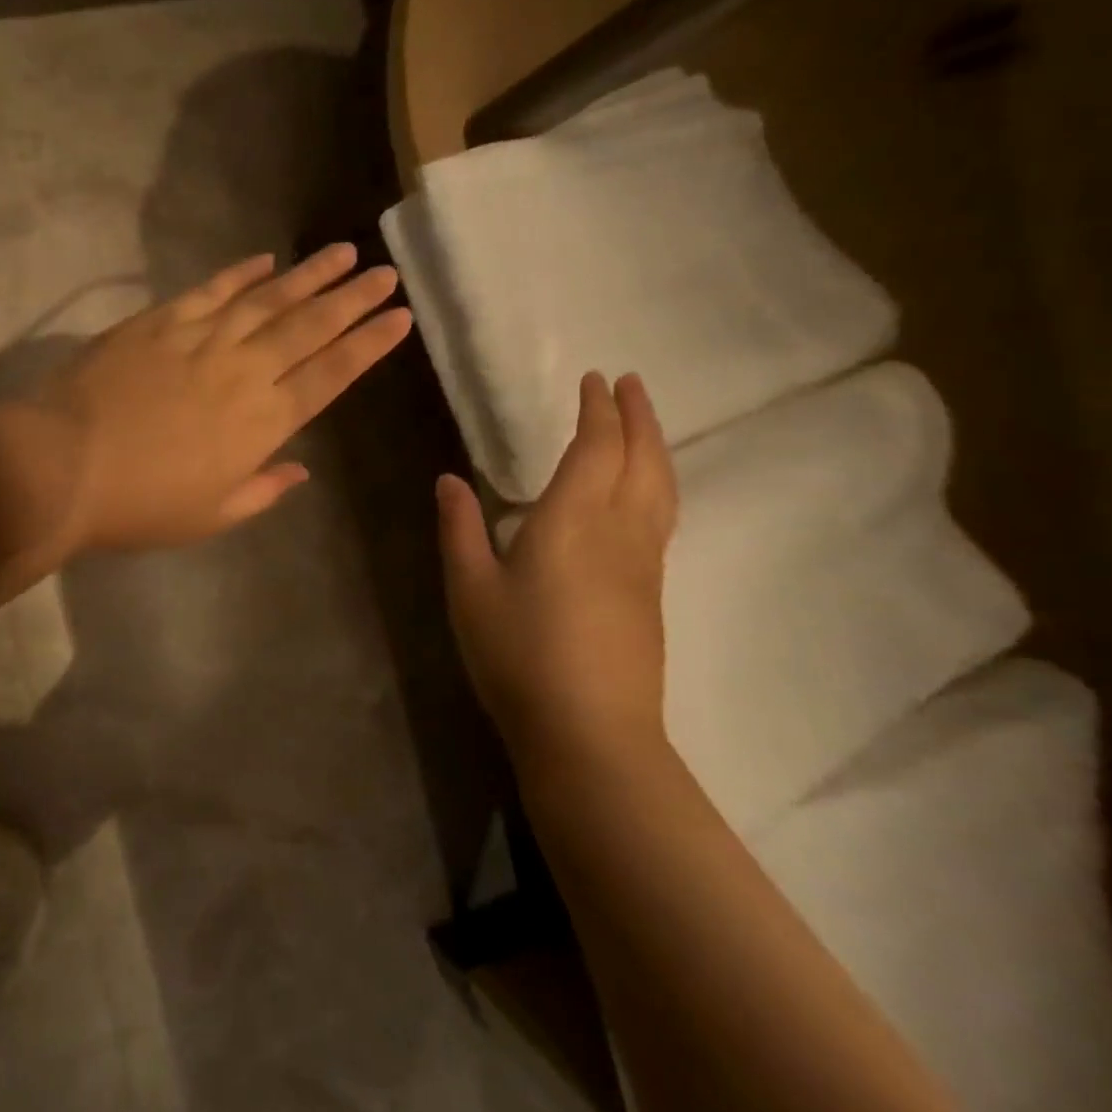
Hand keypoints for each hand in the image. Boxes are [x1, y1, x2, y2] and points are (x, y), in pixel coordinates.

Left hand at [38, 244, 411, 548]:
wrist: (64, 467)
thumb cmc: (141, 505)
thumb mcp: (211, 516)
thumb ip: (262, 489)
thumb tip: (299, 468)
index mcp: (263, 423)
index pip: (330, 375)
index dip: (368, 345)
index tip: (399, 318)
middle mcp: (244, 371)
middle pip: (309, 327)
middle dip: (352, 298)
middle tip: (385, 272)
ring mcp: (201, 339)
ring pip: (267, 299)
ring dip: (308, 275)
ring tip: (342, 252)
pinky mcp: (160, 322)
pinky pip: (210, 291)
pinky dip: (239, 274)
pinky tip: (265, 259)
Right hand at [437, 372, 677, 777]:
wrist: (590, 733)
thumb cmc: (518, 654)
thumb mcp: (470, 590)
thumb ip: (460, 529)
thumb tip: (449, 479)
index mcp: (572, 521)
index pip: (595, 448)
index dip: (597, 410)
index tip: (596, 378)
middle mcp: (618, 531)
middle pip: (642, 460)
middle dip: (638, 416)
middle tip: (632, 383)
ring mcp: (644, 564)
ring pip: (662, 489)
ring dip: (655, 447)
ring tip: (645, 424)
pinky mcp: (651, 594)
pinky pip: (662, 518)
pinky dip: (657, 484)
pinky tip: (644, 494)